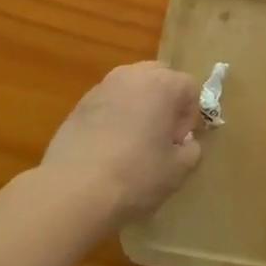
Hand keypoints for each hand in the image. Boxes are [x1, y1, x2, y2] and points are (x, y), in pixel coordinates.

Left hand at [43, 62, 202, 227]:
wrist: (73, 190)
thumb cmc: (136, 175)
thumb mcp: (178, 170)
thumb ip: (192, 150)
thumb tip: (185, 142)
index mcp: (163, 84)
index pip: (190, 87)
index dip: (190, 116)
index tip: (179, 142)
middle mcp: (132, 76)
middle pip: (159, 77)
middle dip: (165, 101)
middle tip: (161, 135)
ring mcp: (102, 87)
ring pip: (131, 87)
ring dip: (139, 106)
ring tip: (134, 141)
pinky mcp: (78, 104)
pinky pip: (108, 102)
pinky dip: (115, 116)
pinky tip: (109, 147)